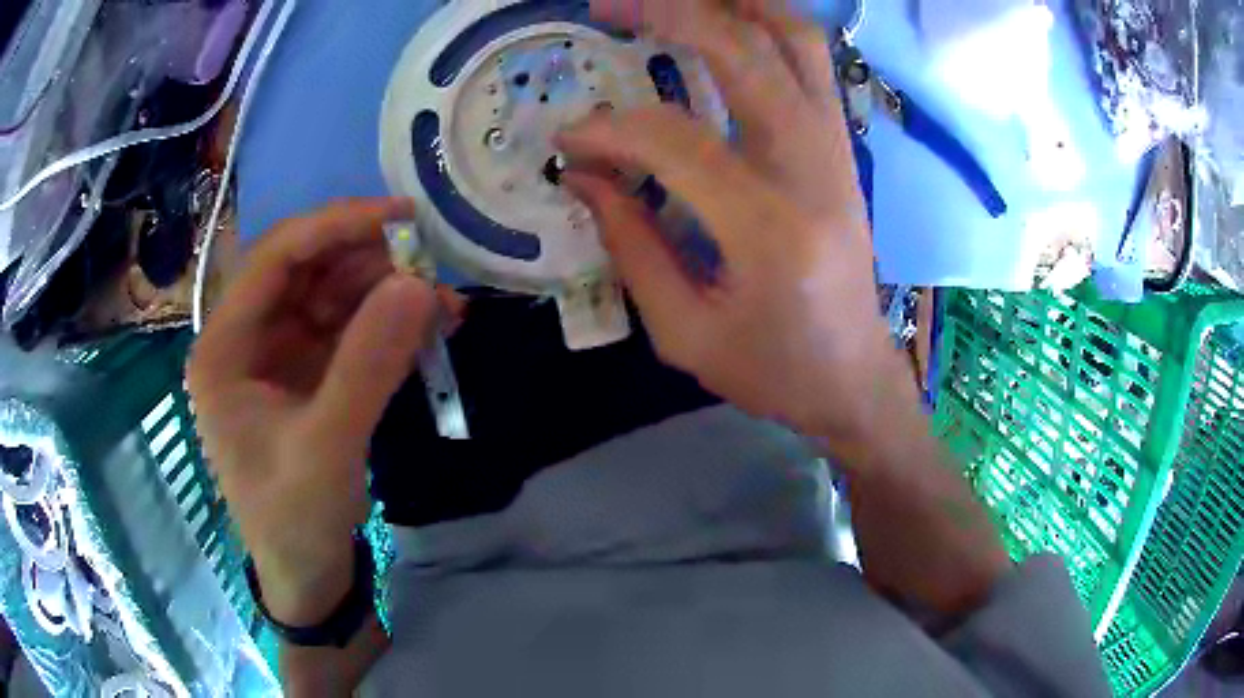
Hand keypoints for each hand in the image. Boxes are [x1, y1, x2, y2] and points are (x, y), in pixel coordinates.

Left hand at [187, 199, 436, 624]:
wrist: (306, 575)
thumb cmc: (295, 519)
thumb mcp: (329, 448)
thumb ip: (369, 364)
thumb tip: (420, 284)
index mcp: (224, 348)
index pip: (274, 258)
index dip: (335, 226)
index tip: (402, 216)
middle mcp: (246, 339)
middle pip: (305, 269)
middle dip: (368, 261)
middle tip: (431, 263)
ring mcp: (277, 355)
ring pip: (331, 295)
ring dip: (386, 293)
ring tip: (443, 303)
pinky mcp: (307, 374)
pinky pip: (348, 330)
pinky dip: (388, 325)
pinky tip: (430, 328)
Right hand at [558, 0, 905, 437]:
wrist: (855, 380)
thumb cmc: (773, 371)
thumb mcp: (684, 333)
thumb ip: (630, 245)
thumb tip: (584, 174)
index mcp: (768, 229)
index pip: (675, 141)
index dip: (610, 130)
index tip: (570, 141)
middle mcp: (812, 171)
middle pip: (744, 52)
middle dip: (668, 12)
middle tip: (607, 5)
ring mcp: (837, 151)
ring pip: (794, 39)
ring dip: (734, 3)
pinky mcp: (843, 148)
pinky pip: (811, 62)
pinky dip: (767, 25)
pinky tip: (726, 21)